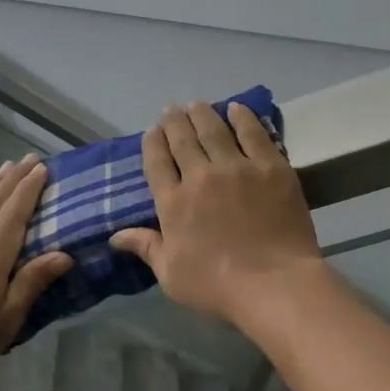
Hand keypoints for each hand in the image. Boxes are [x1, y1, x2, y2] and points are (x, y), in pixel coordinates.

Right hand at [111, 102, 324, 329]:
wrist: (274, 283)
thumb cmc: (218, 286)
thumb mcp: (171, 275)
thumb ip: (146, 248)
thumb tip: (115, 236)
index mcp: (173, 202)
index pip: (157, 162)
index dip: (153, 142)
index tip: (153, 131)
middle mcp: (200, 176)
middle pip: (183, 138)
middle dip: (174, 121)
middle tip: (173, 110)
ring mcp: (237, 168)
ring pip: (215, 129)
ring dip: (203, 113)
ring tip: (198, 104)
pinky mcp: (271, 167)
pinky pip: (253, 133)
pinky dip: (243, 117)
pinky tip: (237, 108)